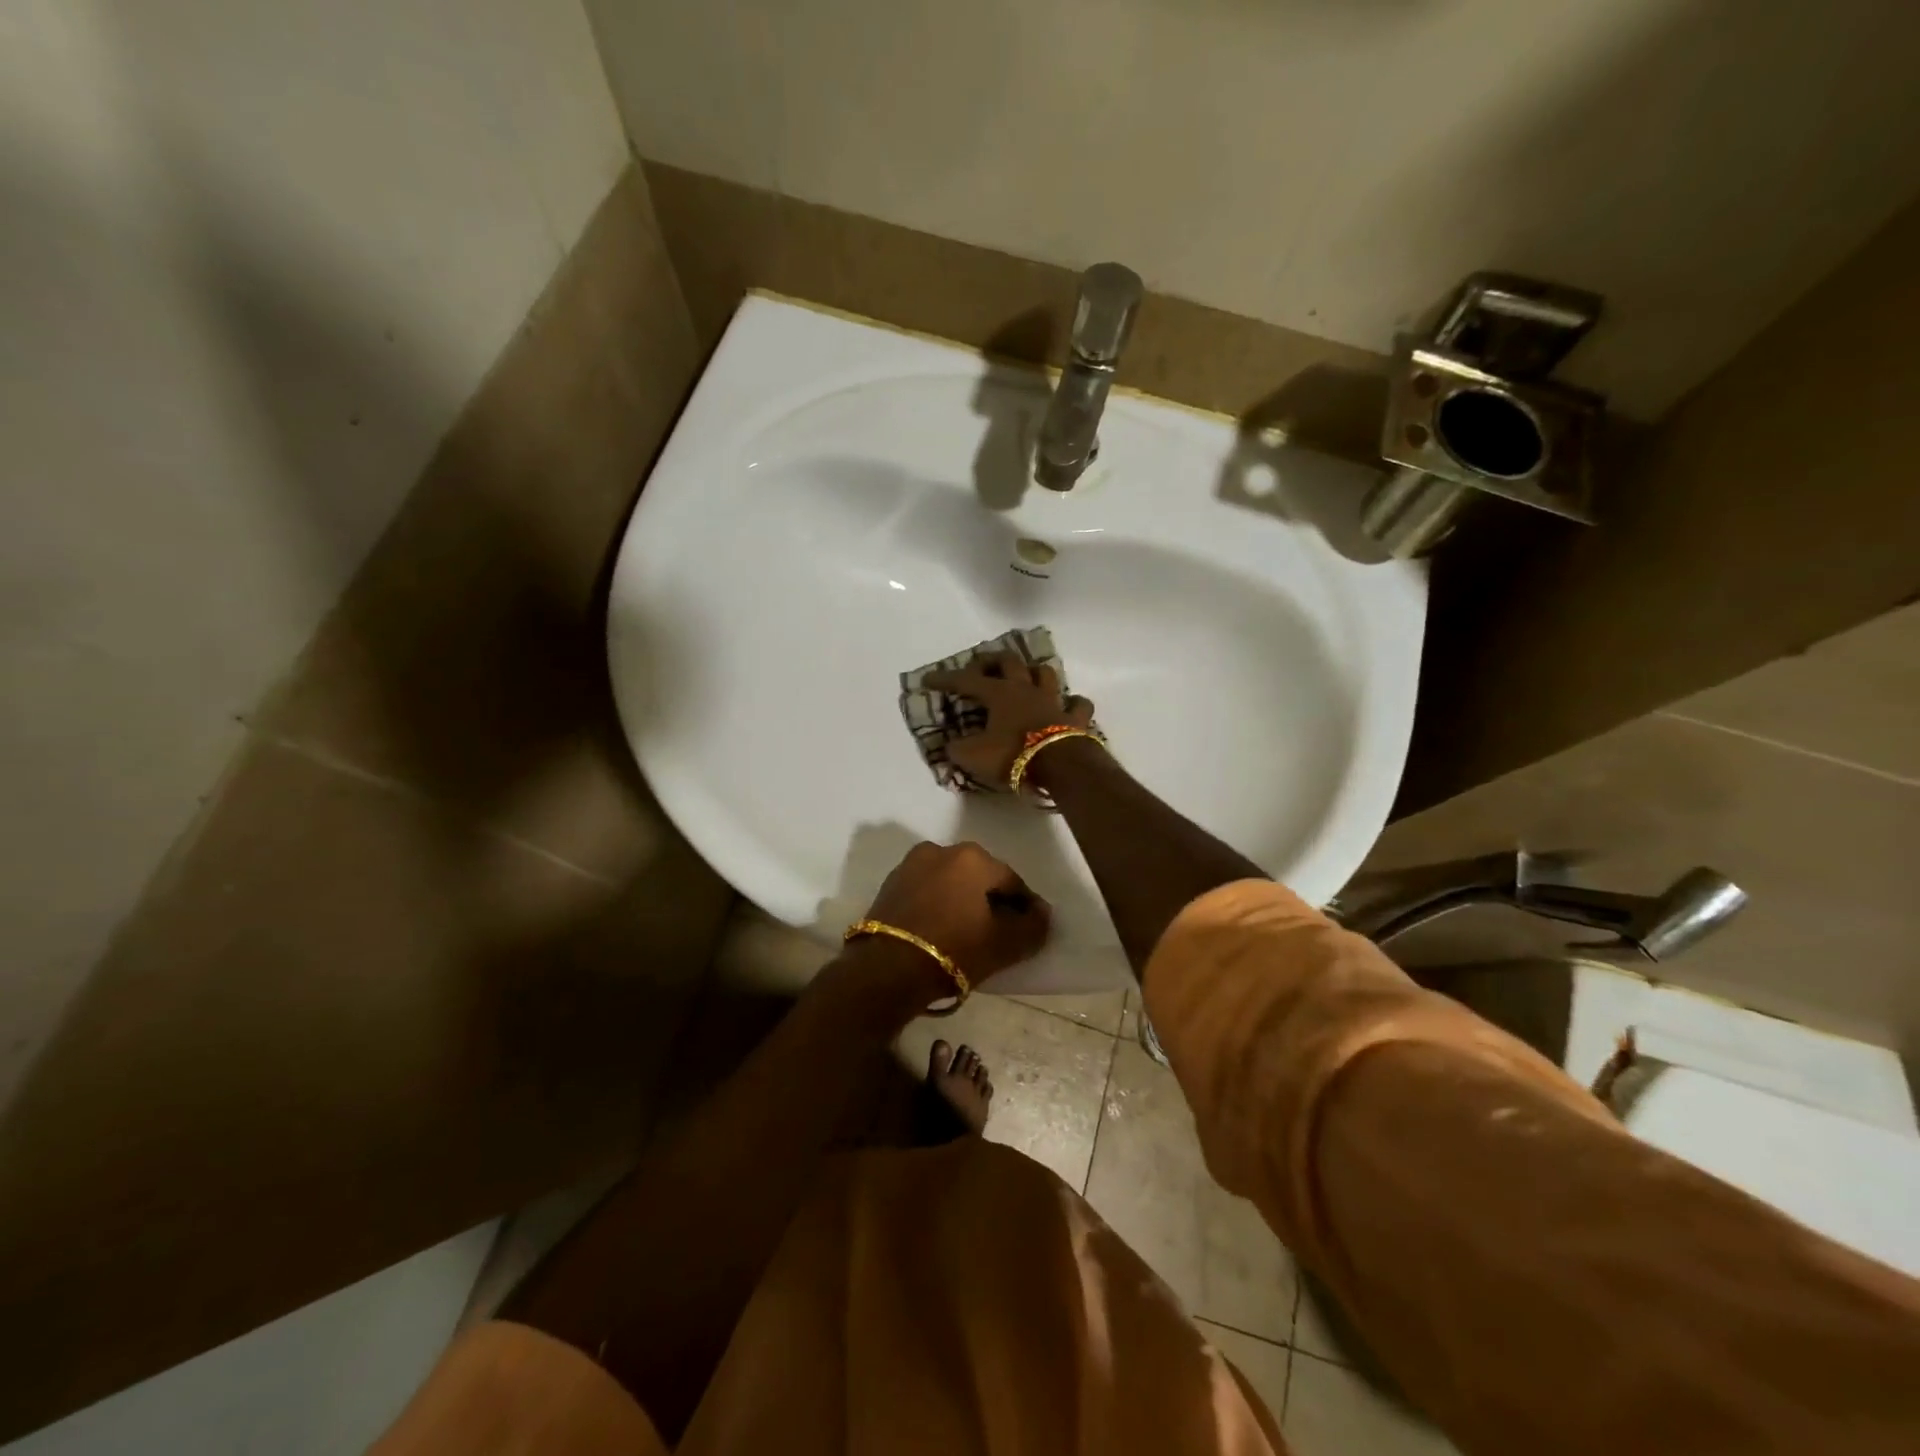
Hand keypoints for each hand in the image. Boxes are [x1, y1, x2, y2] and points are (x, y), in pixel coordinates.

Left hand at [862, 840, 1050, 985]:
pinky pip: (927, 891)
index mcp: (973, 857)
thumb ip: (1033, 926)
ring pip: (951, 882)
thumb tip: (1042, 914)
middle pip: (979, 877)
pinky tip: (942, 929)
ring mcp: (911, 865)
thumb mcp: (1005, 945)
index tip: (1031, 929)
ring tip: (969, 932)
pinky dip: (939, 905)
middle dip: (992, 900)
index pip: (1012, 881)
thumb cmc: (954, 950)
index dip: (1025, 907)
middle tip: (1001, 931)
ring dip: (963, 901)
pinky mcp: (890, 884)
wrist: (887, 969)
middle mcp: (941, 850)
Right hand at [923, 651, 1096, 790]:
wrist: (1060, 766)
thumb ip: (957, 749)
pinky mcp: (1075, 718)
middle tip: (980, 666)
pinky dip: (1071, 703)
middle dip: (992, 661)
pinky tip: (1067, 705)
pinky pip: (1077, 704)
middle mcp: (1026, 690)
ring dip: (1033, 672)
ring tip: (1025, 676)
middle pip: (1009, 662)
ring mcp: (1053, 701)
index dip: (945, 679)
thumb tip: (949, 745)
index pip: (966, 681)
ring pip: (1045, 674)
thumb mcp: (973, 756)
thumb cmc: (1012, 756)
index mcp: (999, 694)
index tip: (928, 679)